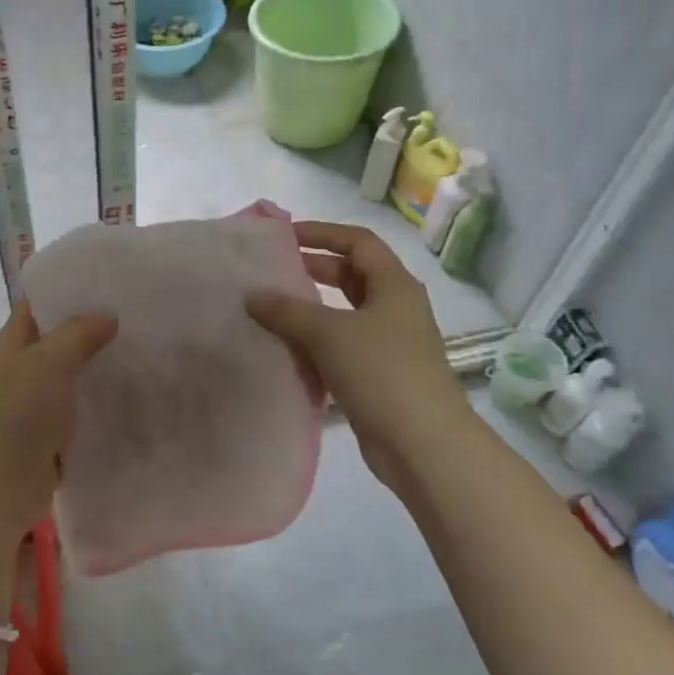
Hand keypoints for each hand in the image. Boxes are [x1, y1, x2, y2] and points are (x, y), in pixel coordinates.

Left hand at [0, 300, 117, 552]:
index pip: (40, 301)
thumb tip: (107, 315)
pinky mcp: (54, 428)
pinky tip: (134, 390)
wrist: (1, 487)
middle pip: (61, 336)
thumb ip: (77, 333)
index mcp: (14, 341)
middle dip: (95, 326)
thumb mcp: (48, 363)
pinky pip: (81, 403)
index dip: (70, 288)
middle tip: (140, 314)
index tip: (112, 281)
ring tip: (145, 348)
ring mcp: (38, 399)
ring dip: (102, 363)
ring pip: (74, 371)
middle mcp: (24, 365)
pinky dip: (101, 396)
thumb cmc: (19, 416)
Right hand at [246, 221, 468, 490]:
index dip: (322, 233)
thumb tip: (252, 296)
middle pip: (352, 275)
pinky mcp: (379, 374)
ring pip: (345, 313)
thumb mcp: (329, 333)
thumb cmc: (381, 372)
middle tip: (272, 272)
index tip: (284, 237)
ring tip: (271, 309)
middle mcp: (395, 307)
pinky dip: (316, 341)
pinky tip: (287, 349)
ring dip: (312, 309)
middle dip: (313, 269)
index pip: (358, 242)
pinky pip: (342, 346)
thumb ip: (287, 311)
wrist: (421, 442)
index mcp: (394, 285)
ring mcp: (389, 342)